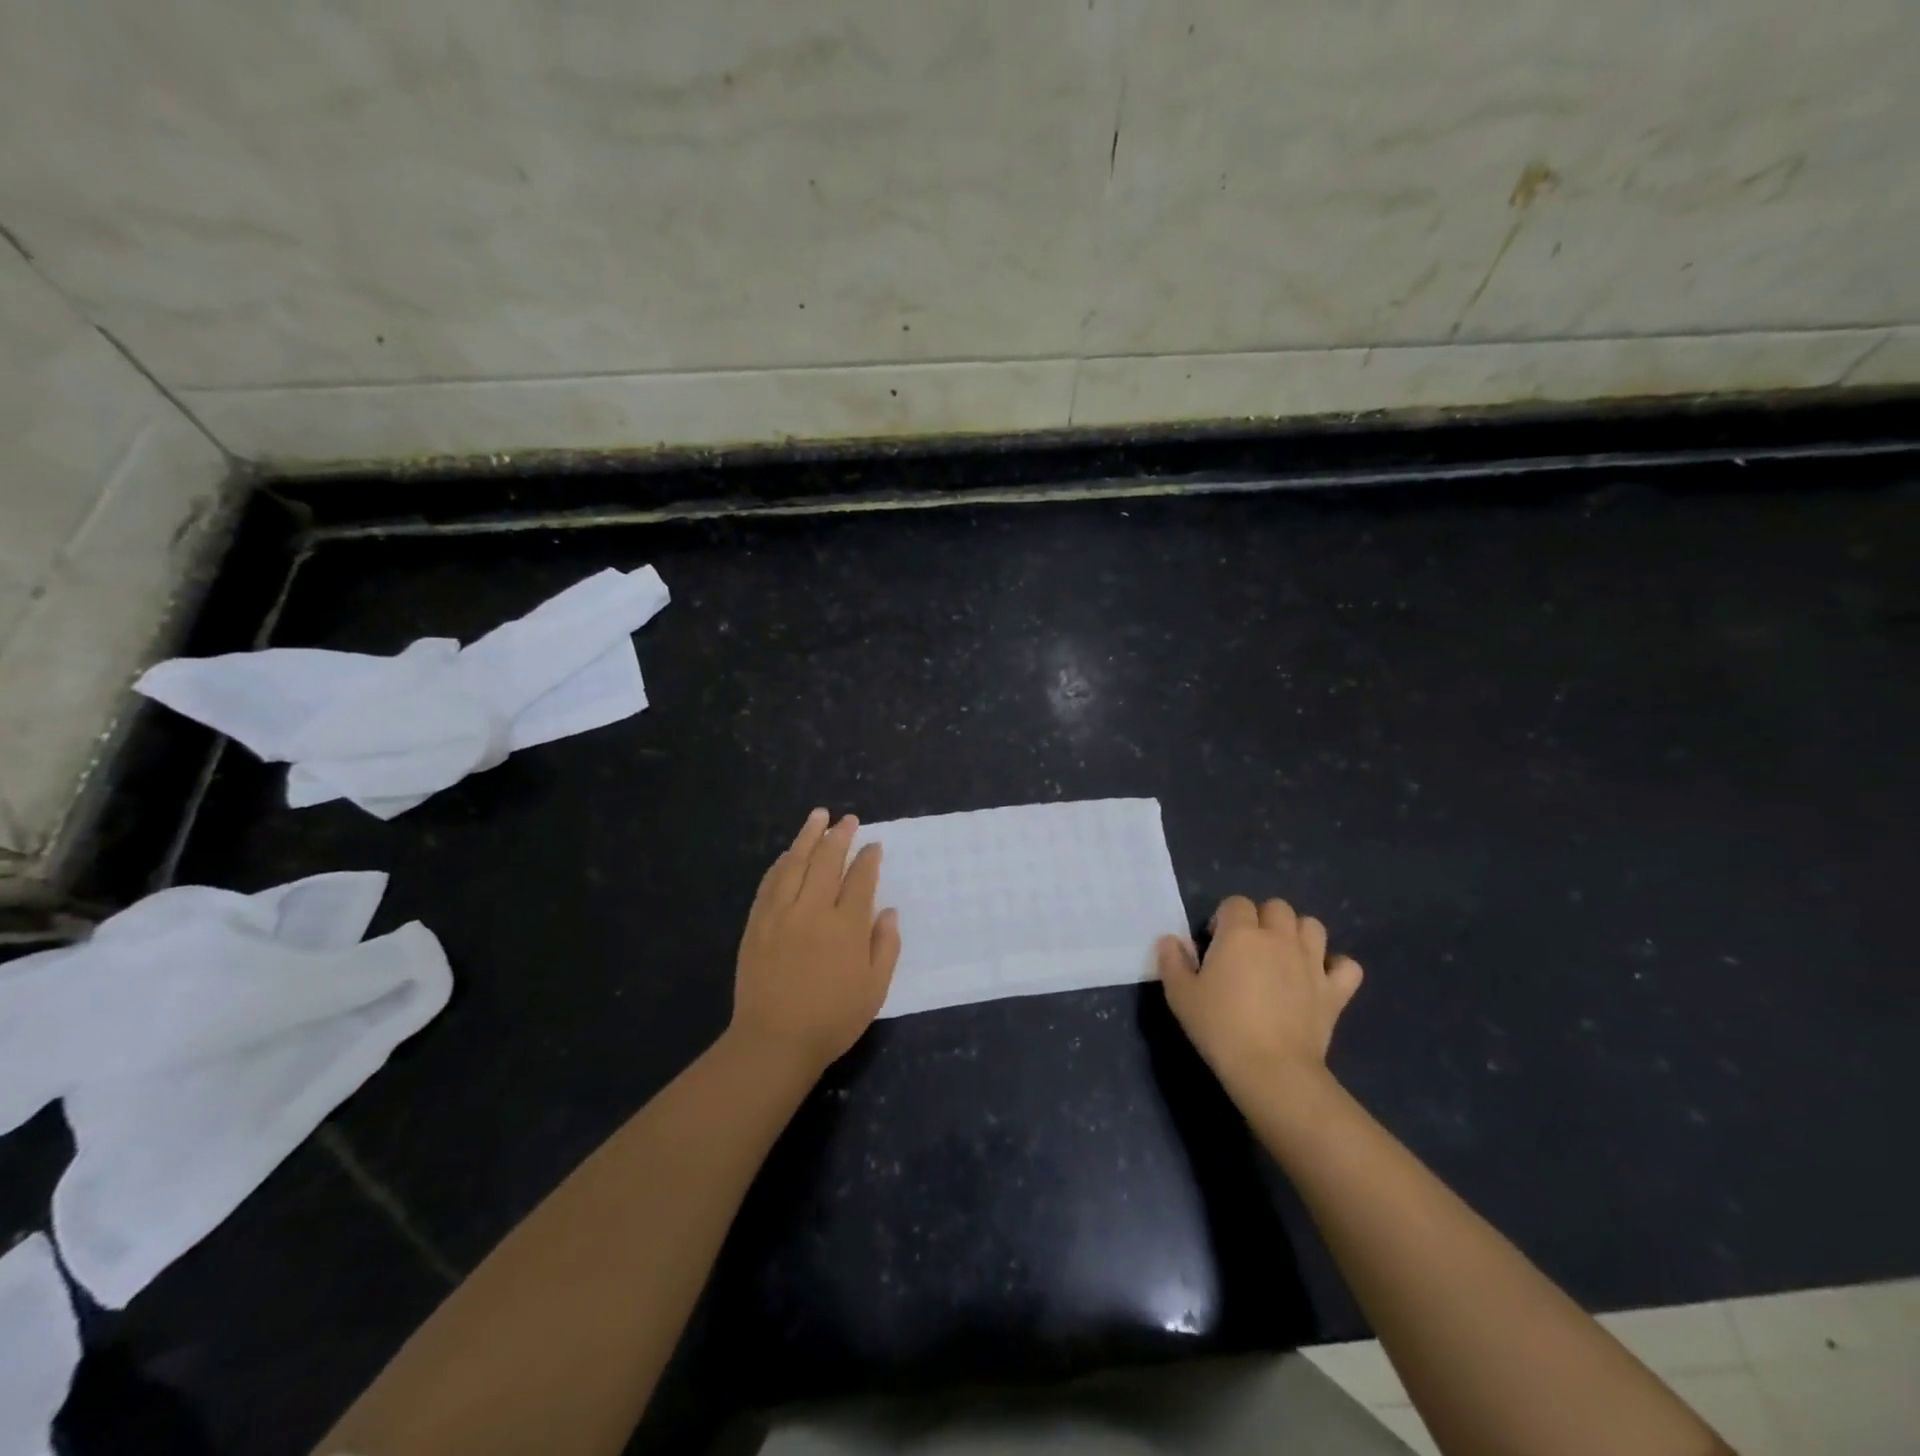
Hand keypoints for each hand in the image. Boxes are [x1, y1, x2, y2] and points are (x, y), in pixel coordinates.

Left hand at [731, 808, 901, 1076]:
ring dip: (808, 837)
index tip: (873, 845)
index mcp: (847, 926)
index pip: (860, 879)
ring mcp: (781, 914)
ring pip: (795, 864)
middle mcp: (813, 911)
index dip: (868, 859)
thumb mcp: (875, 989)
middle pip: (827, 862)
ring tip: (818, 816)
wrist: (774, 1041)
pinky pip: (770, 883)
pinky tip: (787, 853)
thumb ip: (885, 946)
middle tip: (848, 820)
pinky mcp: (757, 923)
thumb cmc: (832, 1020)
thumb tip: (888, 912)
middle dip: (840, 836)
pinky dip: (781, 863)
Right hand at [1156, 896, 1362, 1094]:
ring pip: (1313, 926)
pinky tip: (1321, 979)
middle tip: (1249, 948)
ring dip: (1298, 934)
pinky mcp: (1335, 990)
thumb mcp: (1180, 995)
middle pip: (1277, 907)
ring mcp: (1311, 962)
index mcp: (1240, 933)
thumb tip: (1170, 940)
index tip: (1215, 944)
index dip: (1224, 918)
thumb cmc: (1220, 1028)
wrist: (1271, 1070)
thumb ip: (1172, 961)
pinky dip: (1336, 967)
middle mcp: (1279, 938)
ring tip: (1284, 956)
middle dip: (1262, 919)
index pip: (1235, 903)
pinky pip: (1347, 966)